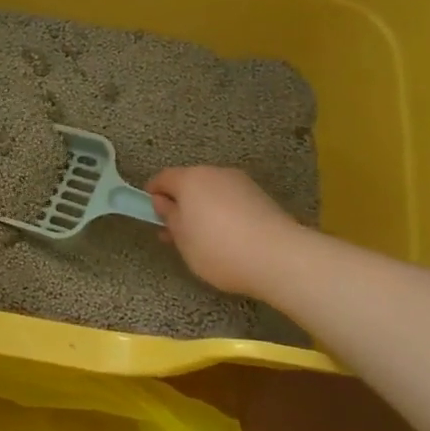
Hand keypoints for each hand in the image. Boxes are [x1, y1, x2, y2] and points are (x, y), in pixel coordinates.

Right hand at [146, 166, 300, 299]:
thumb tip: (163, 202)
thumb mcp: (182, 238)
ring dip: (203, 208)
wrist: (278, 257)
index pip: (163, 178)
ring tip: (202, 237)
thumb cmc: (217, 248)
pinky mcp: (261, 197)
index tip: (151, 213)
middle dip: (180, 202)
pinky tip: (227, 237)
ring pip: (212, 191)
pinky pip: (232, 200)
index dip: (153, 193)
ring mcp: (241, 183)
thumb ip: (169, 217)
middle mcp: (215, 173)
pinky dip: (223, 213)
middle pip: (190, 183)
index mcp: (190, 179)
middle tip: (175, 230)